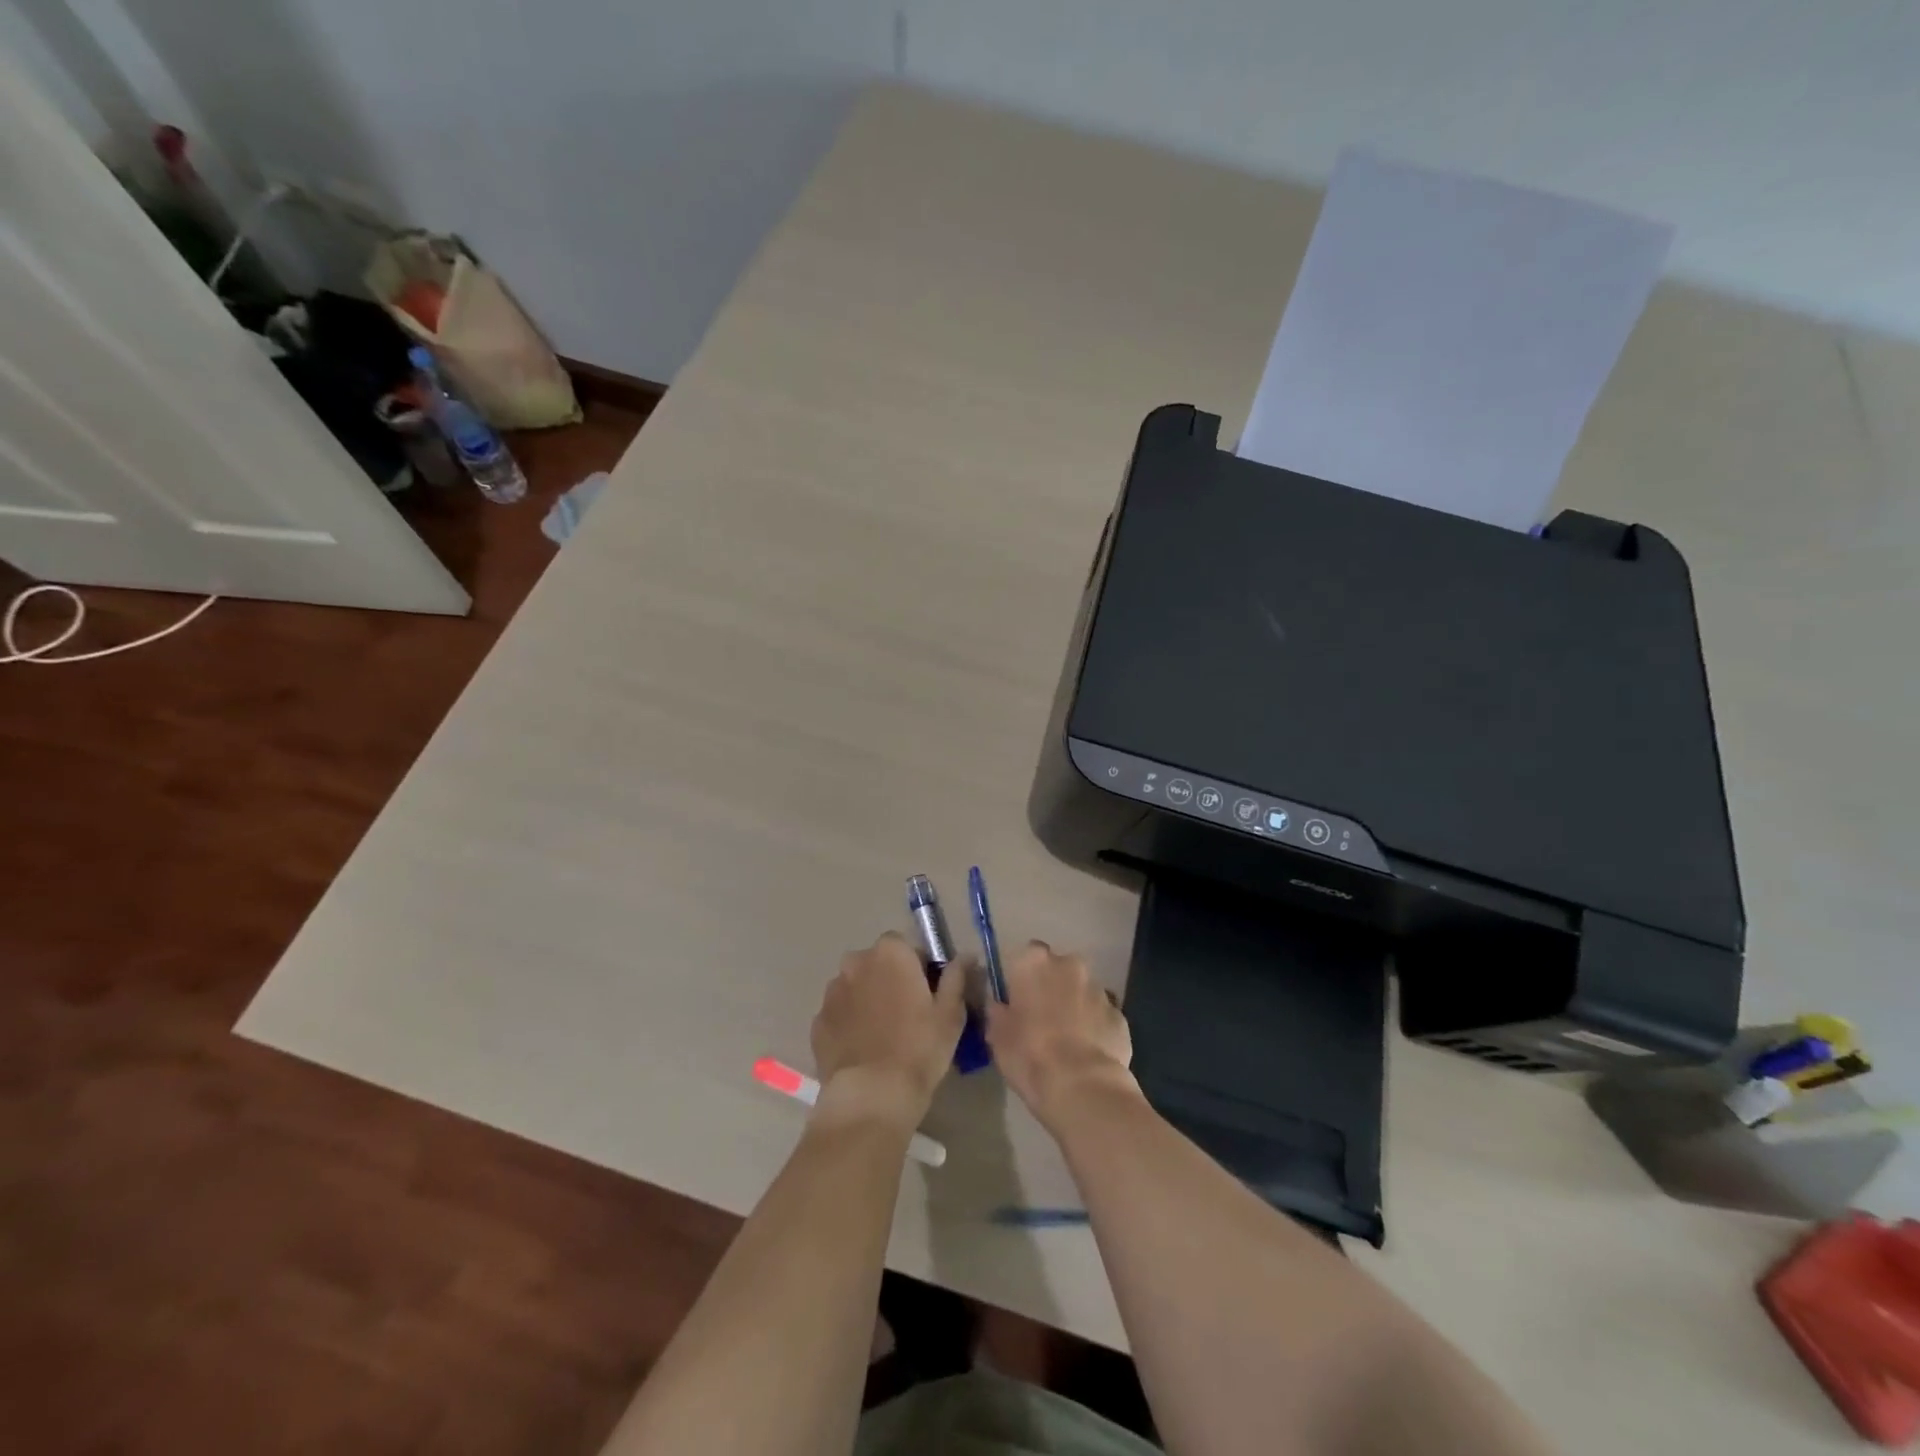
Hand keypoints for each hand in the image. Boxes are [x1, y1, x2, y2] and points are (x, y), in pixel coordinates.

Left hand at [811, 932, 965, 1130]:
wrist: (872, 1096)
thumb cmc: (919, 1048)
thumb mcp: (950, 1013)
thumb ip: (956, 977)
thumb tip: (965, 957)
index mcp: (889, 953)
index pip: (906, 946)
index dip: (918, 967)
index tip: (927, 994)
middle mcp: (855, 963)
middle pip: (877, 964)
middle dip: (890, 980)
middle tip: (907, 1014)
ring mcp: (832, 993)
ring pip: (856, 988)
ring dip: (868, 1000)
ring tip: (883, 1036)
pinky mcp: (817, 1023)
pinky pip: (840, 1015)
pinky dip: (850, 1024)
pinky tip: (864, 1050)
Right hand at [985, 941, 1136, 1127]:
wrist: (1081, 1087)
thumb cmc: (1029, 1055)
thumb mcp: (997, 1035)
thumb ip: (998, 1011)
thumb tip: (999, 1004)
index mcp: (1034, 962)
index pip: (1025, 956)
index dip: (1021, 978)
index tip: (1017, 1002)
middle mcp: (1070, 965)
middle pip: (1058, 970)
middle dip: (1052, 988)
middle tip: (1041, 1020)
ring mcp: (1099, 990)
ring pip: (1082, 992)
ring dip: (1074, 1007)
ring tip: (1066, 1042)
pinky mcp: (1120, 1016)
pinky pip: (1102, 1017)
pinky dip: (1095, 1028)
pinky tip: (1086, 1055)